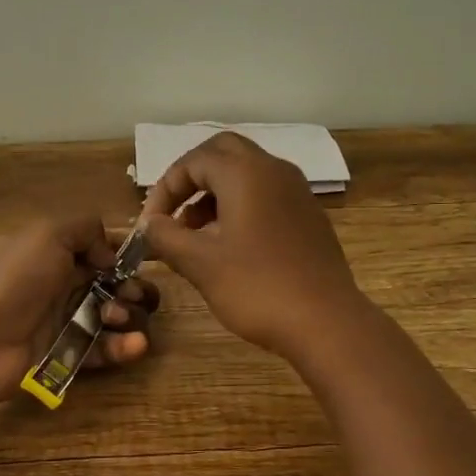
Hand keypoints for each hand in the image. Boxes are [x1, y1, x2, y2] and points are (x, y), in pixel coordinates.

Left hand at [0, 215, 159, 404]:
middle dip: (133, 289)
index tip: (144, 263)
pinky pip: (103, 350)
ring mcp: (67, 322)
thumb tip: (110, 255)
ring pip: (113, 319)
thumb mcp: (49, 234)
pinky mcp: (68, 356)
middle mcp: (66, 286)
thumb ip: (87, 229)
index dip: (126, 257)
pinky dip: (123, 347)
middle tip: (131, 295)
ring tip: (119, 318)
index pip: (103, 252)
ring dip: (129, 317)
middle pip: (115, 287)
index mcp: (60, 254)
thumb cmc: (16, 279)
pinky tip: (135, 345)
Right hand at [141, 132, 362, 362]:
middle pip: (223, 153)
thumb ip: (166, 237)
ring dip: (214, 194)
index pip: (193, 161)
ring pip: (246, 174)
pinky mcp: (308, 216)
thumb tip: (149, 225)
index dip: (164, 189)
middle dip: (191, 179)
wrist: (326, 322)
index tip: (151, 225)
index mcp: (246, 173)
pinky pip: (266, 195)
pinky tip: (228, 246)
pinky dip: (239, 206)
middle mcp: (274, 171)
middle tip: (172, 213)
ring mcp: (297, 192)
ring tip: (193, 235)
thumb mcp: (200, 264)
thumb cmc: (257, 288)